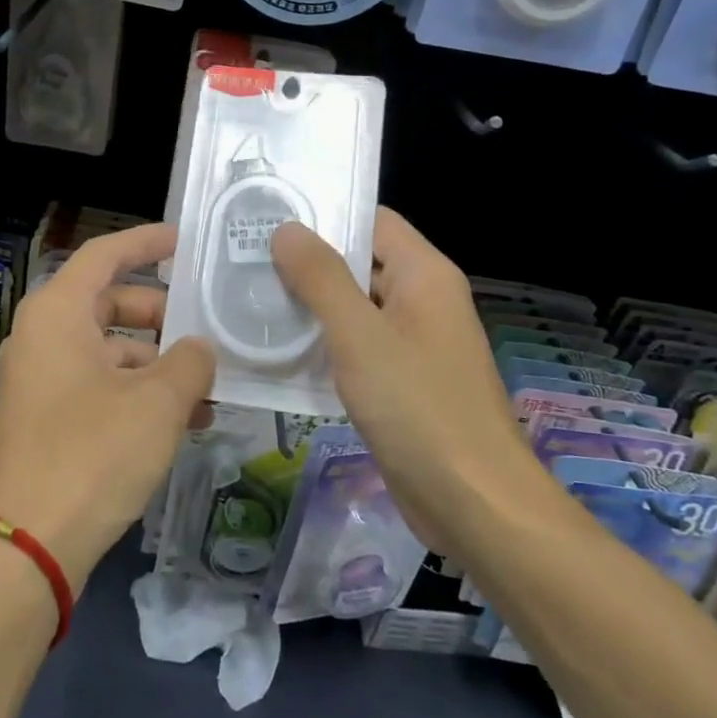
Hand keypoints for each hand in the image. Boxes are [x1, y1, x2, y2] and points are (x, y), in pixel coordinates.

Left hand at [0, 223, 214, 593]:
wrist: (21, 548)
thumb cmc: (90, 455)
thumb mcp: (156, 404)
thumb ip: (189, 363)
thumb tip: (200, 349)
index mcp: (58, 313)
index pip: (105, 255)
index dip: (146, 242)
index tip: (184, 242)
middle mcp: (42, 337)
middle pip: (108, 303)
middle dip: (161, 314)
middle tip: (207, 327)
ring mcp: (40, 381)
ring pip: (107, 351)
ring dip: (155, 364)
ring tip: (207, 388)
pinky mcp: (44, 421)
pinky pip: (97, 387)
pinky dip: (136, 394)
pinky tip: (180, 422)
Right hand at [271, 208, 537, 539]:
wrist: (473, 503)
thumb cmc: (418, 406)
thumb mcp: (360, 335)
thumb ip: (321, 278)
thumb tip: (286, 228)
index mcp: (425, 275)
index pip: (372, 221)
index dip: (324, 214)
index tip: (268, 216)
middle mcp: (423, 301)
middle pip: (360, 263)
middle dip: (306, 261)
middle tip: (243, 258)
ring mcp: (413, 344)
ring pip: (354, 309)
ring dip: (309, 305)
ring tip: (247, 297)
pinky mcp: (401, 383)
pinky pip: (356, 348)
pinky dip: (322, 344)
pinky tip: (276, 349)